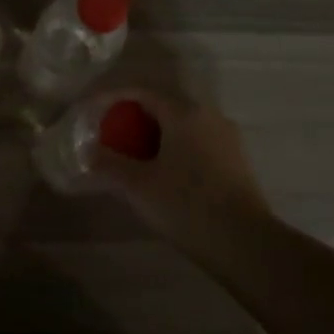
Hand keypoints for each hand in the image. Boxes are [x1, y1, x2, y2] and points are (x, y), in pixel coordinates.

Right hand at [90, 90, 270, 244]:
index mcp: (184, 112)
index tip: (91, 110)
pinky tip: (163, 170)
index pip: (142, 90)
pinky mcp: (235, 159)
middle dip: (133, 115)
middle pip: (163, 104)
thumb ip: (109, 163)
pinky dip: (174, 146)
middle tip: (110, 132)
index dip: (112, 96)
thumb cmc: (186, 205)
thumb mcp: (138, 186)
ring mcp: (226, 136)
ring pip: (182, 123)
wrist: (245, 242)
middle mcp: (208, 115)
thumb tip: (89, 151)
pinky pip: (196, 140)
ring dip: (154, 132)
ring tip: (133, 153)